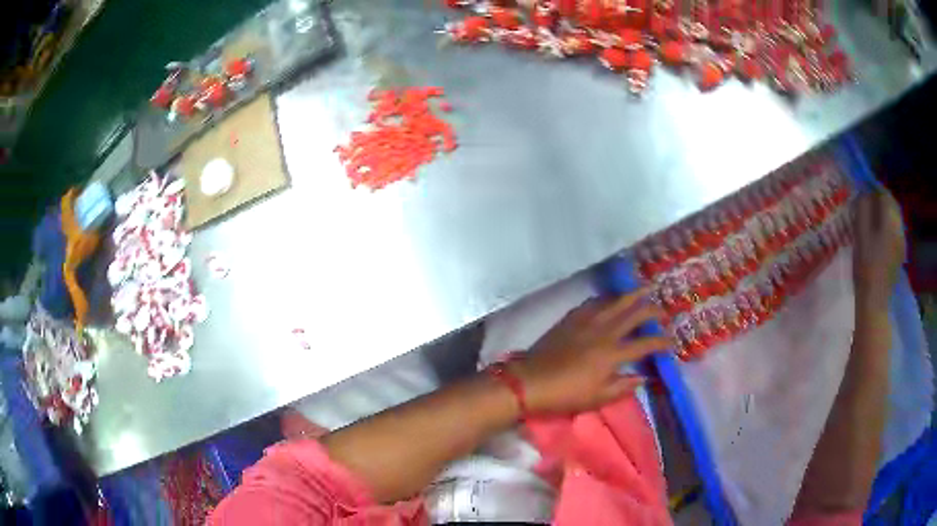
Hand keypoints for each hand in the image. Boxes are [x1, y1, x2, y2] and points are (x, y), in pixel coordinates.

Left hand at [509, 288, 671, 414]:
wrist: (530, 381)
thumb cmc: (566, 395)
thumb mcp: (598, 398)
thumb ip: (624, 387)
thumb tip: (644, 377)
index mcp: (613, 353)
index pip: (645, 343)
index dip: (662, 342)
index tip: (671, 342)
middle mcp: (604, 332)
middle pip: (634, 313)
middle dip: (652, 309)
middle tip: (662, 310)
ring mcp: (587, 321)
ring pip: (615, 301)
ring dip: (632, 295)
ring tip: (643, 290)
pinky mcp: (571, 318)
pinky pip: (593, 302)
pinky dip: (606, 299)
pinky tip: (610, 300)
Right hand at [852, 190, 904, 308]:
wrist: (875, 301)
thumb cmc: (866, 265)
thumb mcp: (860, 233)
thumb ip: (863, 208)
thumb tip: (864, 193)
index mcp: (890, 220)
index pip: (884, 193)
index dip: (874, 187)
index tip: (864, 187)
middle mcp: (899, 227)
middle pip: (892, 204)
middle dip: (881, 198)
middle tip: (868, 199)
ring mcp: (902, 242)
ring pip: (895, 218)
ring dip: (885, 212)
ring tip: (873, 216)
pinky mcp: (900, 253)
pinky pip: (896, 230)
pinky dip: (889, 225)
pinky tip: (880, 232)